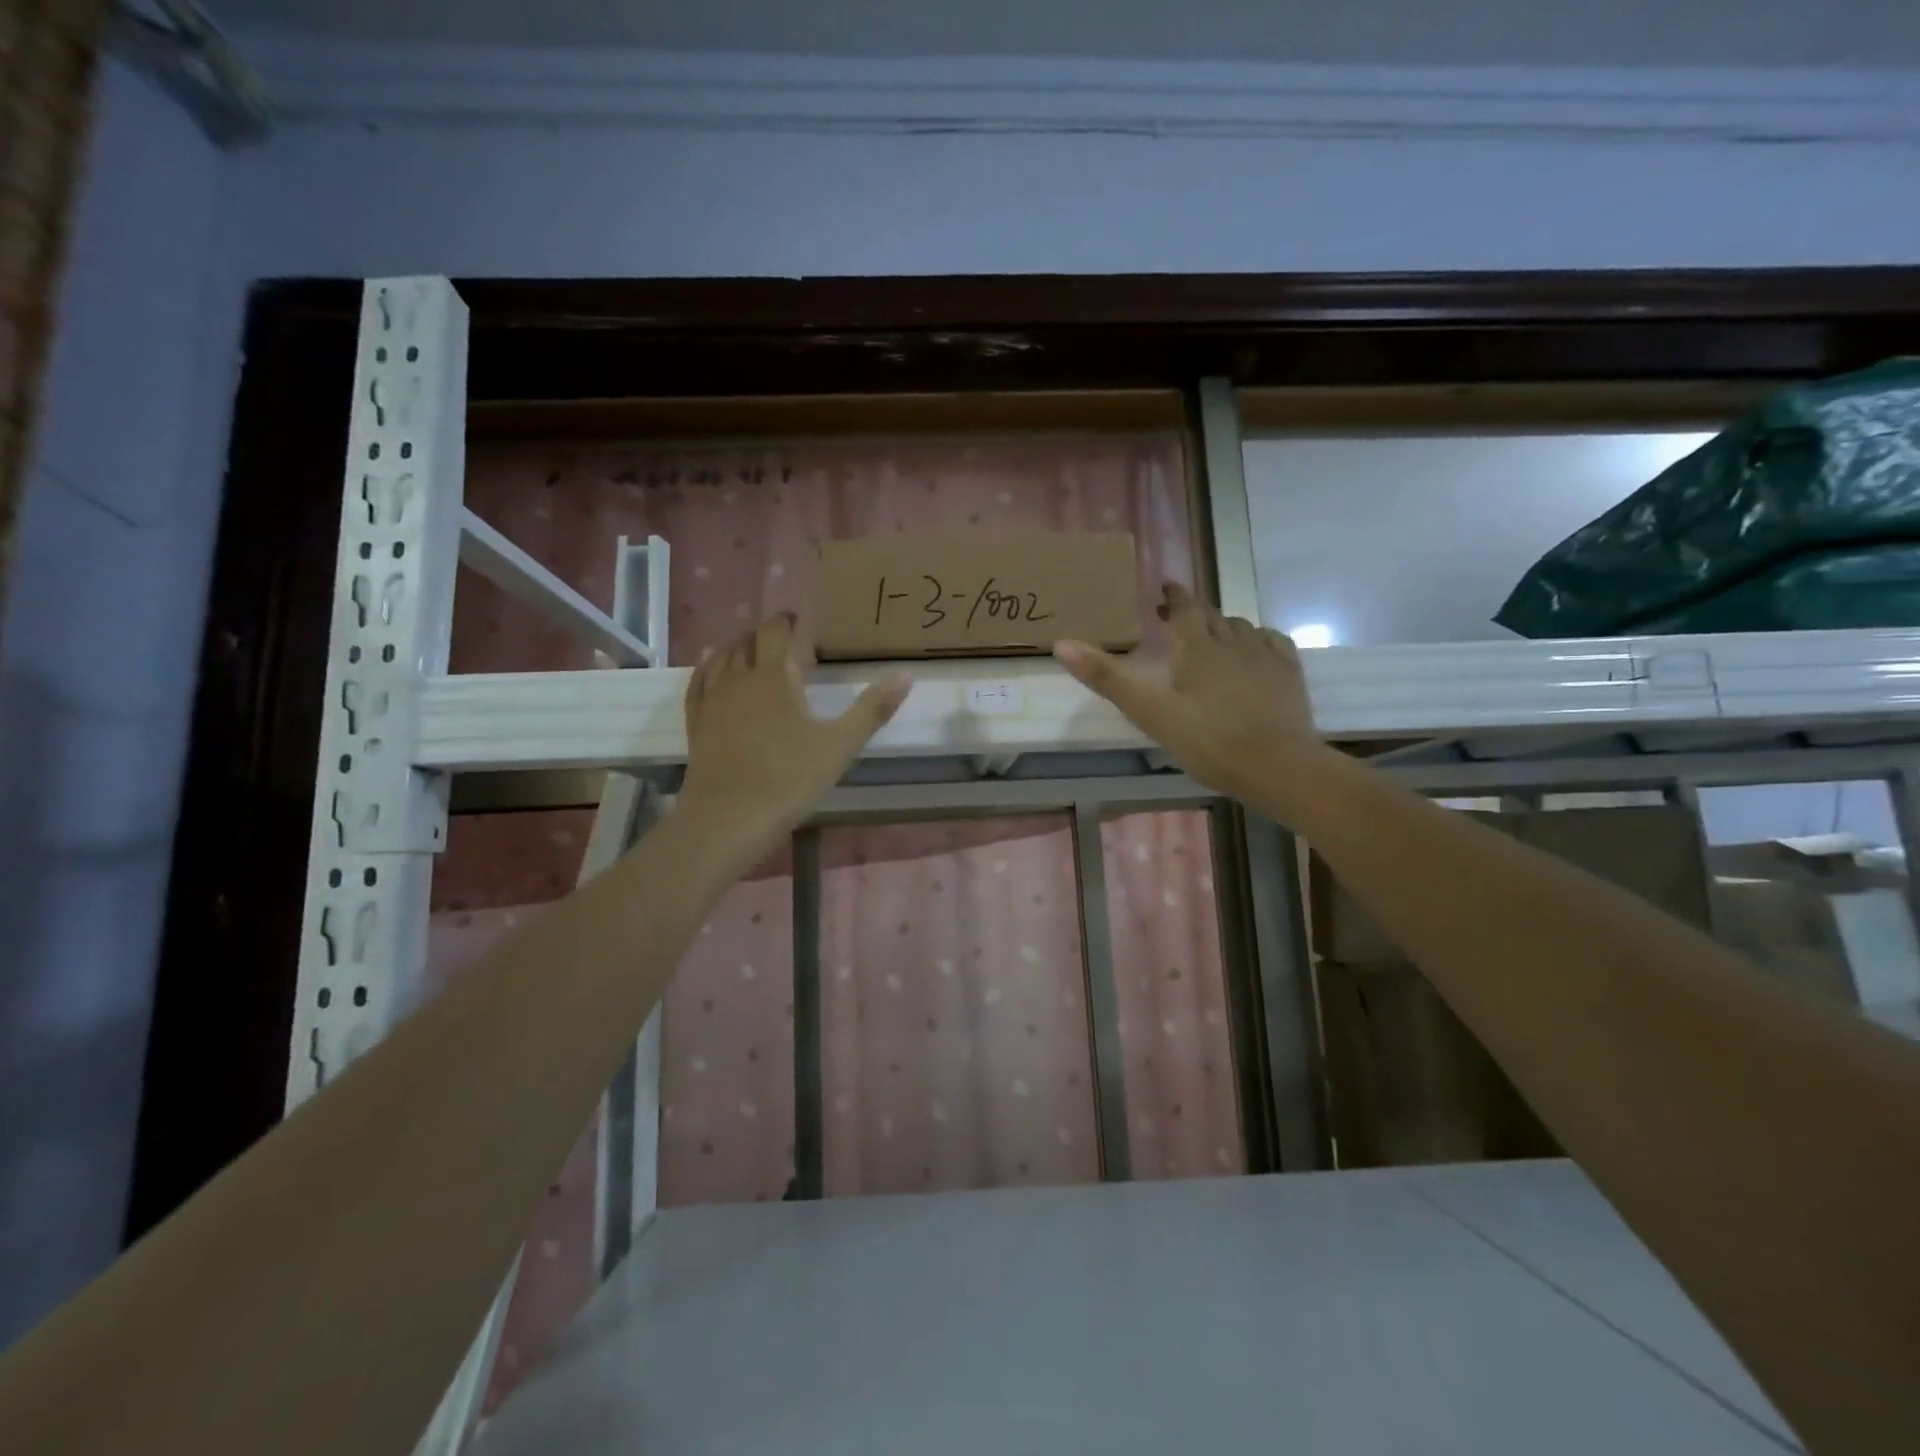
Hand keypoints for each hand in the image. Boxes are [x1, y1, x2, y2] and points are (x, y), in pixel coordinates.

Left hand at [678, 614, 908, 866]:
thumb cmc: (789, 780)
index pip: (779, 631)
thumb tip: (906, 674)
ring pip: (722, 656)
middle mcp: (739, 677)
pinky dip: (710, 667)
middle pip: (750, 639)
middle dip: (770, 634)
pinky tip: (714, 670)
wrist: (727, 819)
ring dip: (742, 648)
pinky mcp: (696, 722)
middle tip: (791, 645)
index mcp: (775, 676)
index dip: (792, 623)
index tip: (808, 627)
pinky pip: (699, 681)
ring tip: (759, 655)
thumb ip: (873, 708)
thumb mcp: (840, 746)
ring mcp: (712, 699)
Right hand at [1053, 582, 1320, 800]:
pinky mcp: (1290, 674)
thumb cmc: (1208, 741)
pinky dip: (1257, 639)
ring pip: (1241, 627)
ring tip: (1211, 639)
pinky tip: (1254, 652)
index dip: (1173, 596)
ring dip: (1223, 627)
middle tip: (1177, 619)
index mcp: (1197, 647)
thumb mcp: (1150, 712)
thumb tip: (1061, 644)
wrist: (1277, 766)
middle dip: (1194, 612)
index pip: (1184, 608)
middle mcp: (1232, 641)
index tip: (1164, 589)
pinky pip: (1272, 642)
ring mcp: (1265, 656)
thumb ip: (1108, 678)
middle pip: (1212, 616)